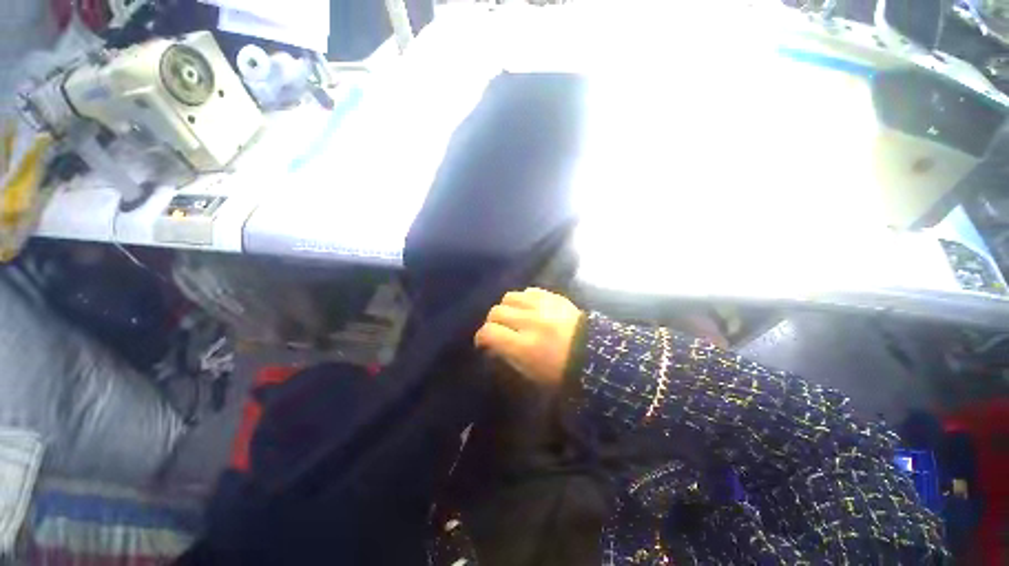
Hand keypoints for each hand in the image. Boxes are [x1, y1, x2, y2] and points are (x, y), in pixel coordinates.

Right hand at [475, 288, 581, 386]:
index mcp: (525, 346)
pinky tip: (527, 308)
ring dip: (506, 308)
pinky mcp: (553, 297)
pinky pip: (528, 291)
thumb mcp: (530, 374)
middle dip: (492, 322)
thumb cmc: (561, 372)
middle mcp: (531, 322)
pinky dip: (523, 299)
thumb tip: (492, 344)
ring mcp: (543, 306)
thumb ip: (507, 356)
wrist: (594, 354)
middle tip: (498, 330)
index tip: (483, 343)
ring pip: (509, 297)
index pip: (490, 333)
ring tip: (512, 316)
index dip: (481, 337)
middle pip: (497, 312)